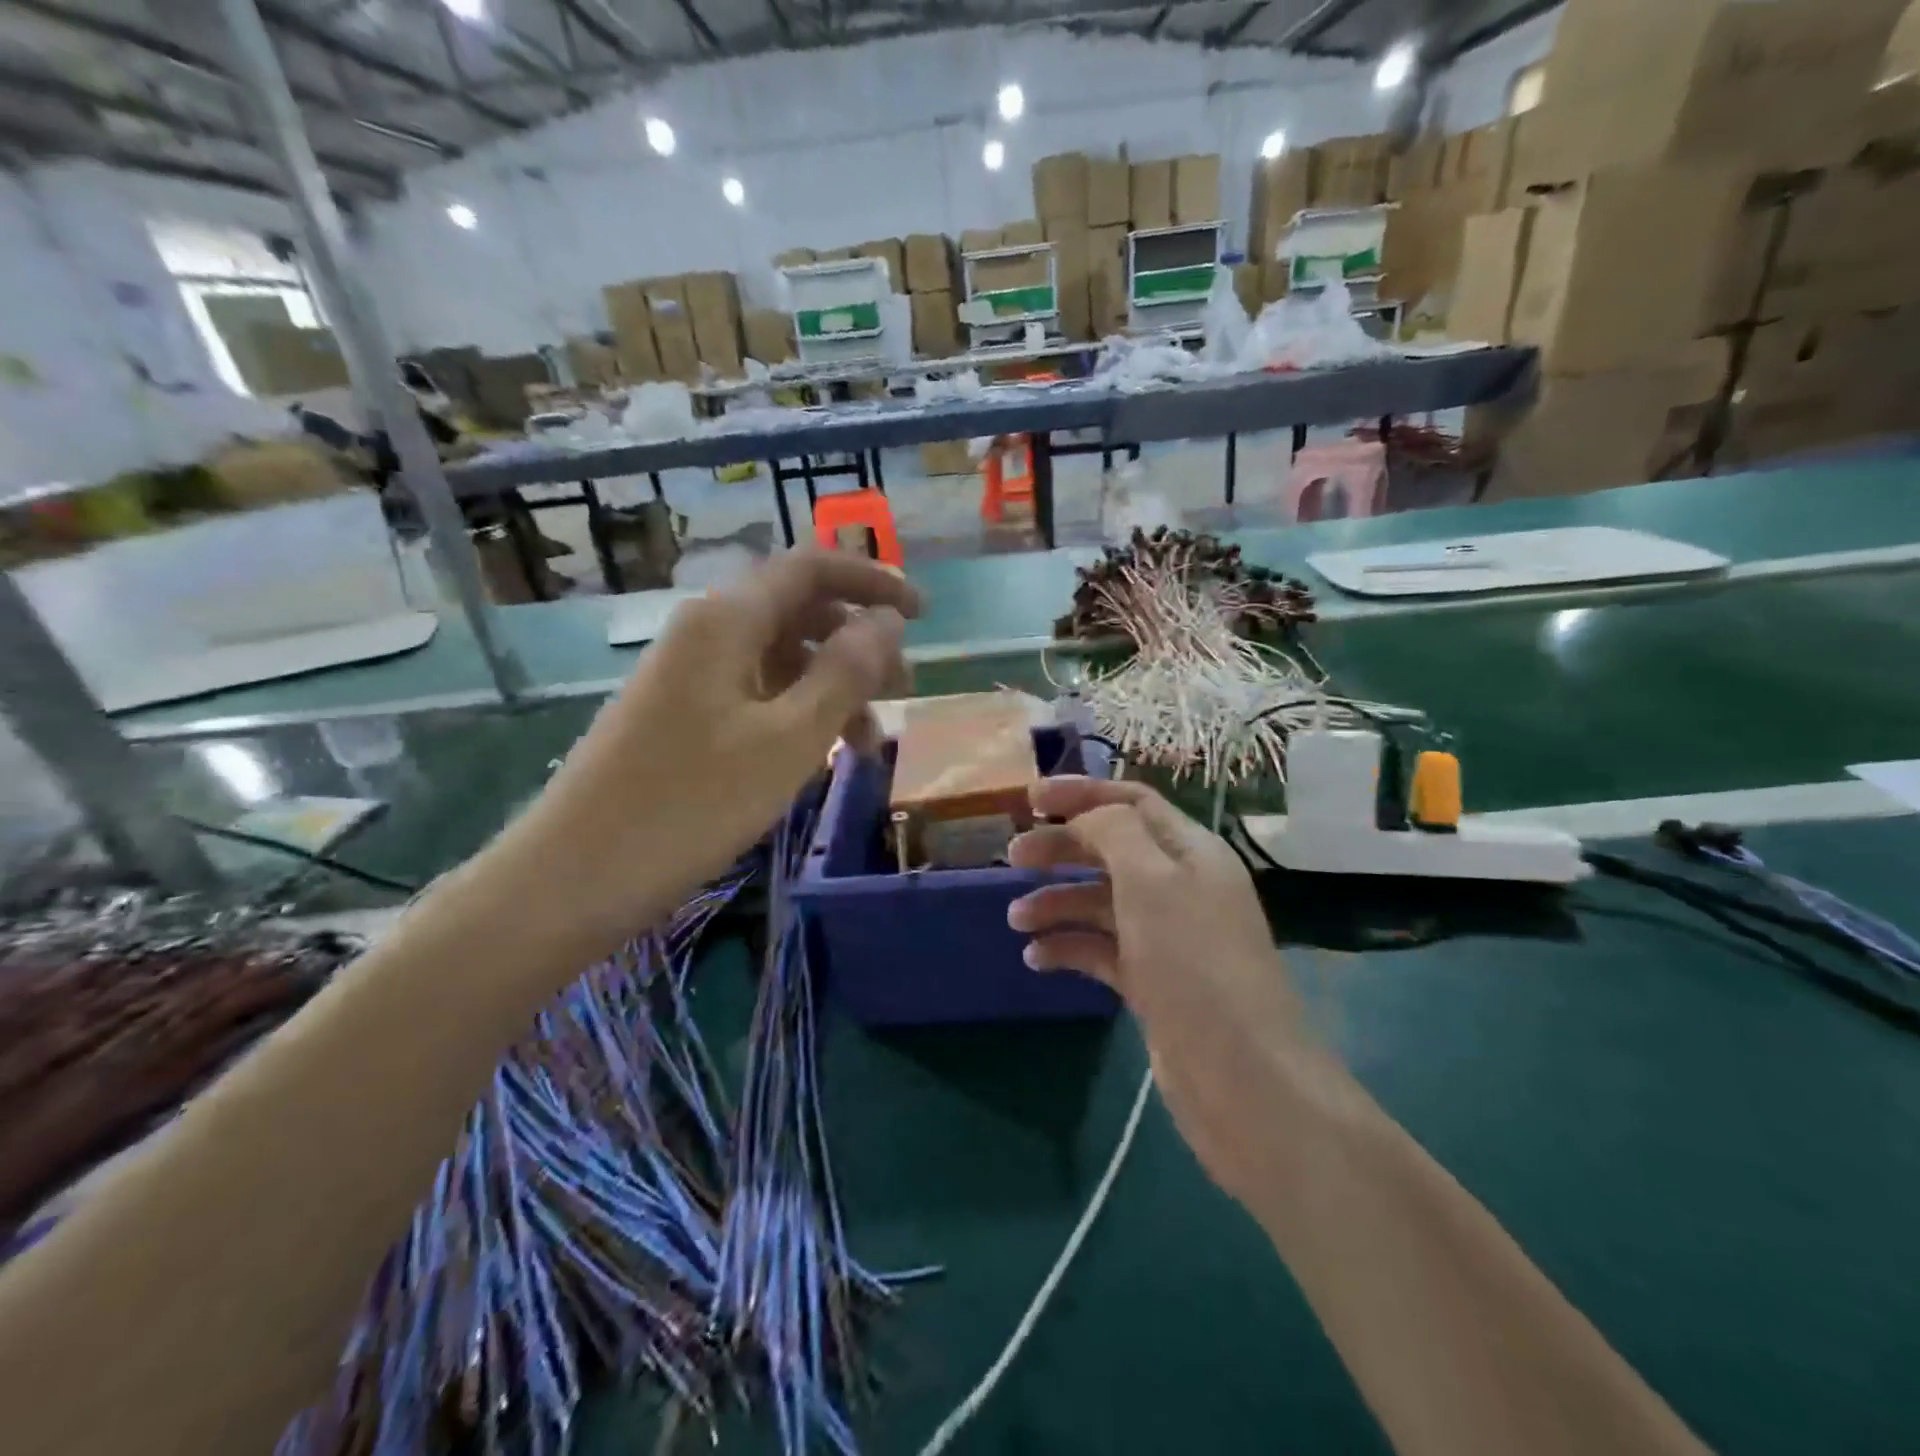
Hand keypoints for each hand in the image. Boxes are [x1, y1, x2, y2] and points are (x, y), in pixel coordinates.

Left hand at [489, 552, 919, 960]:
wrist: (574, 876)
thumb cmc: (691, 805)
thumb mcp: (789, 739)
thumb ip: (846, 672)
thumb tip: (886, 620)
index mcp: (728, 620)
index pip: (811, 568)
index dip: (872, 580)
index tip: (923, 614)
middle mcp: (706, 632)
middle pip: (798, 612)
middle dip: (858, 643)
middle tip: (902, 692)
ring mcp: (689, 675)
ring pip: (780, 658)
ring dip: (832, 687)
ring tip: (867, 743)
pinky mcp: (680, 715)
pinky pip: (754, 693)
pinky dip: (797, 713)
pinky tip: (817, 755)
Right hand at [1006, 777, 1318, 1201]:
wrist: (1242, 1079)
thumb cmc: (1195, 964)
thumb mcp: (1152, 881)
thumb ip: (1114, 833)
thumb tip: (1085, 817)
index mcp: (1190, 852)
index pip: (1133, 801)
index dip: (1082, 792)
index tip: (1030, 798)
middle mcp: (1180, 887)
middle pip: (1111, 849)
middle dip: (1062, 848)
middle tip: (1012, 858)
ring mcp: (1166, 937)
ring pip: (1101, 902)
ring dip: (1058, 903)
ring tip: (1016, 921)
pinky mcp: (1152, 982)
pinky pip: (1101, 950)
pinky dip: (1068, 947)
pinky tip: (1035, 959)